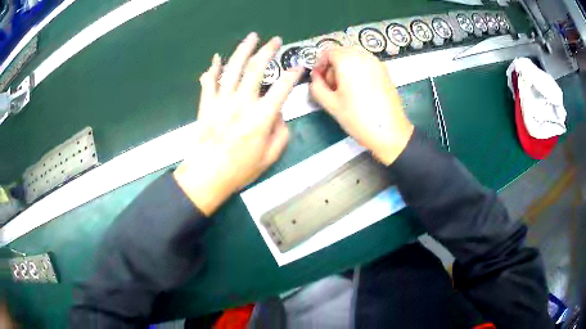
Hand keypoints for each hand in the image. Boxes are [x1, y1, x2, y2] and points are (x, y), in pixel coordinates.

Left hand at [174, 33, 303, 215]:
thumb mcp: (270, 156)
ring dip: (243, 50)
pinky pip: (209, 82)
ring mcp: (222, 101)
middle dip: (267, 51)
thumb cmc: (240, 170)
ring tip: (251, 38)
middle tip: (274, 41)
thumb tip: (278, 113)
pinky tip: (217, 58)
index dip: (293, 74)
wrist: (207, 176)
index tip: (298, 66)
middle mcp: (242, 103)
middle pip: (256, 68)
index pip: (282, 87)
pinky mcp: (207, 105)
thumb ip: (280, 132)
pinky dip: (213, 68)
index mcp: (261, 117)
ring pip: (233, 68)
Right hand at [310, 47, 413, 164]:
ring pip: (354, 57)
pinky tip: (359, 89)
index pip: (328, 52)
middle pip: (341, 52)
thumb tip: (315, 78)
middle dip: (332, 66)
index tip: (318, 80)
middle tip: (331, 86)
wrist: (390, 132)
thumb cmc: (358, 118)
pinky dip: (357, 70)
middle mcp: (363, 56)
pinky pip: (365, 64)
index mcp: (348, 61)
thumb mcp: (331, 104)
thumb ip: (317, 87)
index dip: (319, 64)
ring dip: (345, 68)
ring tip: (345, 89)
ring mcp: (376, 62)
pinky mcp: (385, 71)